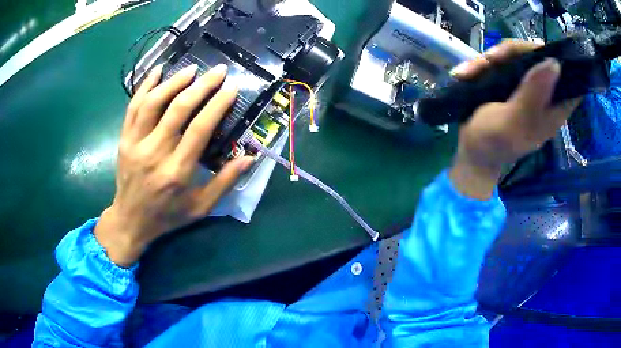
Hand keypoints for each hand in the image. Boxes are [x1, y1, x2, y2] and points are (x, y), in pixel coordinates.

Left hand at [94, 64, 253, 266]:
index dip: (217, 104)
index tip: (232, 87)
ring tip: (192, 69)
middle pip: (178, 109)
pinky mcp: (124, 140)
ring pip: (153, 103)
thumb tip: (250, 157)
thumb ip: (224, 182)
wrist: (130, 221)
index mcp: (177, 172)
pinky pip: (132, 107)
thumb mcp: (201, 207)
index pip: (199, 129)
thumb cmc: (167, 216)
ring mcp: (135, 144)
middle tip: (218, 70)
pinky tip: (157, 71)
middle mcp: (154, 153)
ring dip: (174, 81)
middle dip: (201, 85)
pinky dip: (144, 86)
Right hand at [448, 41, 581, 199]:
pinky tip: (465, 74)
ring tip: (469, 72)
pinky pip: (499, 61)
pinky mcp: (508, 82)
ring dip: (491, 58)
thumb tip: (555, 63)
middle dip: (513, 52)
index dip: (561, 60)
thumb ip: (533, 95)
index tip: (542, 50)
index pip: (568, 79)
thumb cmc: (492, 143)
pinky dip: (481, 64)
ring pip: (516, 55)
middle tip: (491, 60)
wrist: (470, 152)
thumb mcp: (513, 122)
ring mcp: (525, 86)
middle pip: (537, 56)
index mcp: (552, 108)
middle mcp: (542, 93)